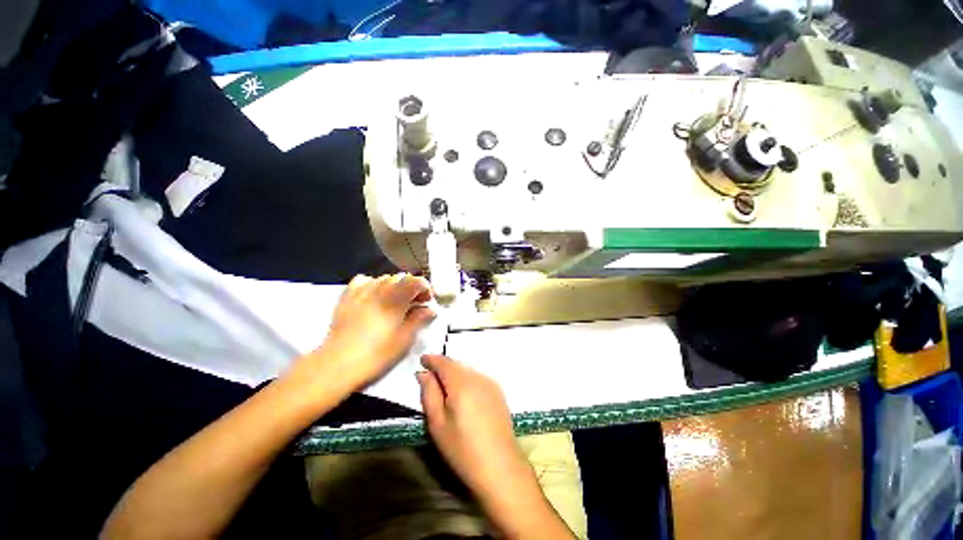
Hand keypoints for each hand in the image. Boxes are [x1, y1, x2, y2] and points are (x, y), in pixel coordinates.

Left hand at [295, 274, 434, 391]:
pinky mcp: (347, 297)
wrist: (338, 364)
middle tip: (414, 304)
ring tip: (395, 303)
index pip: (417, 281)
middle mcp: (380, 289)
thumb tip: (430, 310)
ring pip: (384, 278)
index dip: (425, 289)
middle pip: (402, 278)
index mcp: (396, 298)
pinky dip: (373, 284)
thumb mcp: (405, 339)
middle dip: (412, 288)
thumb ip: (419, 319)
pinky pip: (363, 281)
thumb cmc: (377, 354)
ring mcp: (362, 291)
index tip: (427, 301)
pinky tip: (374, 297)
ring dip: (395, 287)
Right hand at [417, 355, 521, 496]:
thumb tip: (423, 373)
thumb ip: (429, 393)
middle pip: (456, 364)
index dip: (432, 359)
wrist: (500, 466)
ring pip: (467, 370)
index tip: (421, 360)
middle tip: (430, 376)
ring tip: (444, 386)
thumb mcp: (437, 423)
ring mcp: (491, 383)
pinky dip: (466, 379)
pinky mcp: (498, 391)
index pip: (444, 362)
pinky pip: (477, 377)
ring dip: (455, 373)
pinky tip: (462, 394)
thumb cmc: (462, 449)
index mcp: (461, 383)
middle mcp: (478, 377)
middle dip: (443, 367)